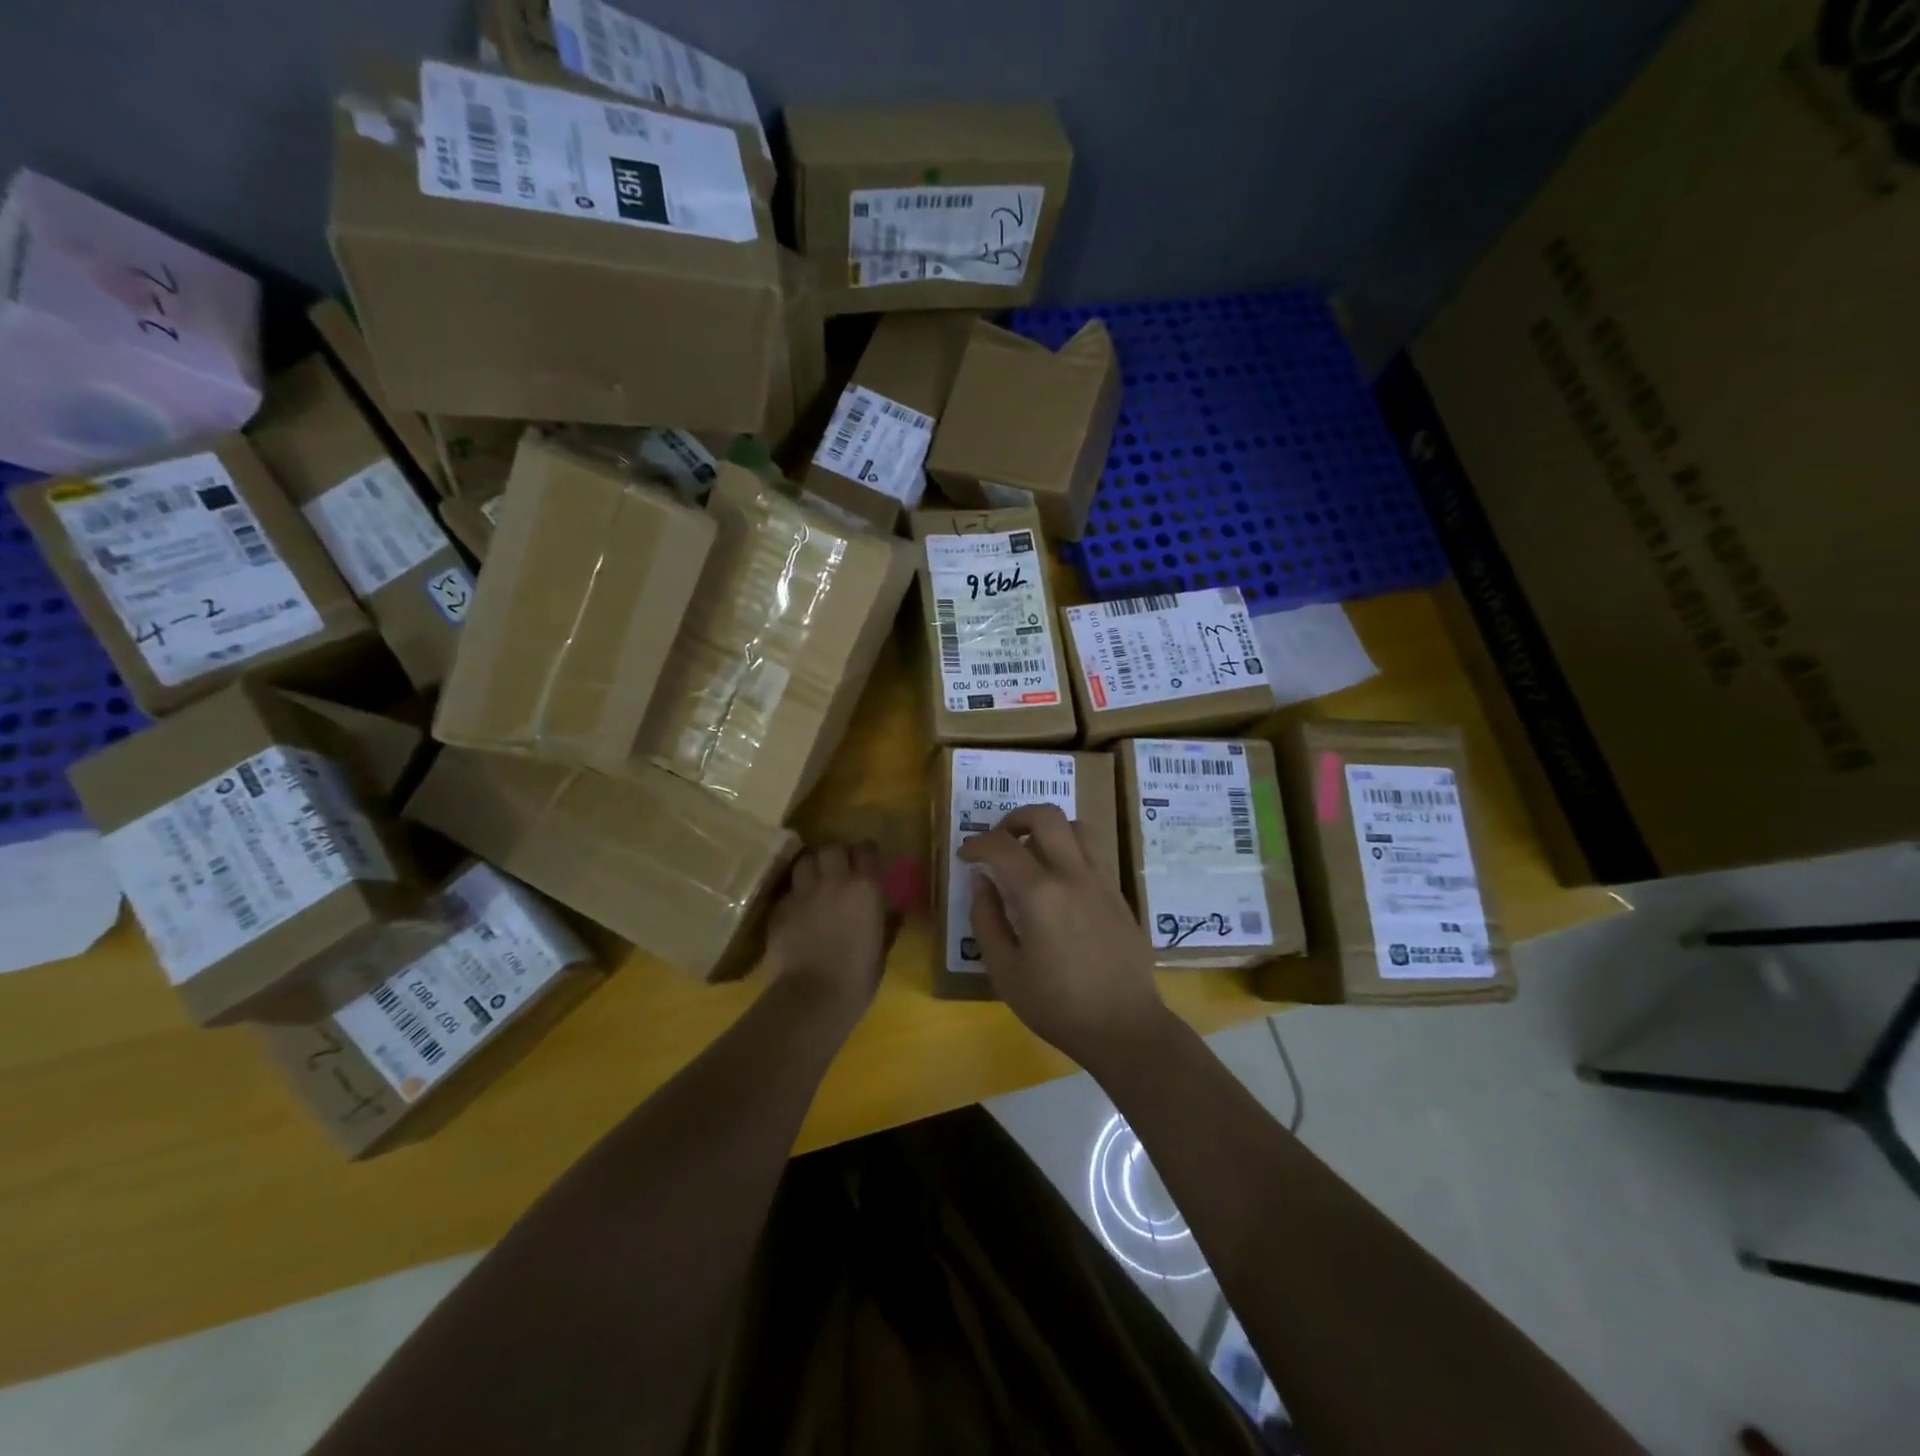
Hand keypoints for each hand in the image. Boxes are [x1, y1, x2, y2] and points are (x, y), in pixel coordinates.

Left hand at [764, 842, 887, 1018]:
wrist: (812, 997)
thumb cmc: (857, 978)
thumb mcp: (881, 949)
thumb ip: (886, 923)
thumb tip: (893, 912)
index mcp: (865, 888)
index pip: (866, 849)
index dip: (866, 854)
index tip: (867, 863)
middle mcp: (833, 880)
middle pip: (831, 848)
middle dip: (836, 854)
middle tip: (839, 869)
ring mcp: (803, 892)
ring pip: (805, 861)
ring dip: (812, 867)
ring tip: (815, 881)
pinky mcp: (779, 908)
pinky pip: (789, 890)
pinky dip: (795, 894)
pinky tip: (798, 909)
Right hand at [958, 805, 1168, 1072]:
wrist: (1124, 1027)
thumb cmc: (1057, 1006)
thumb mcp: (1005, 971)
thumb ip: (986, 919)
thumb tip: (982, 881)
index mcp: (1040, 894)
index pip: (1001, 846)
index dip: (976, 844)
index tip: (965, 856)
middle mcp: (1074, 875)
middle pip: (1046, 816)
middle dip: (1014, 818)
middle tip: (999, 842)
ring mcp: (1102, 881)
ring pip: (1077, 826)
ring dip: (1048, 829)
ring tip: (1031, 853)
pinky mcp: (1119, 894)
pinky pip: (1094, 853)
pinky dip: (1070, 850)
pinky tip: (1059, 881)